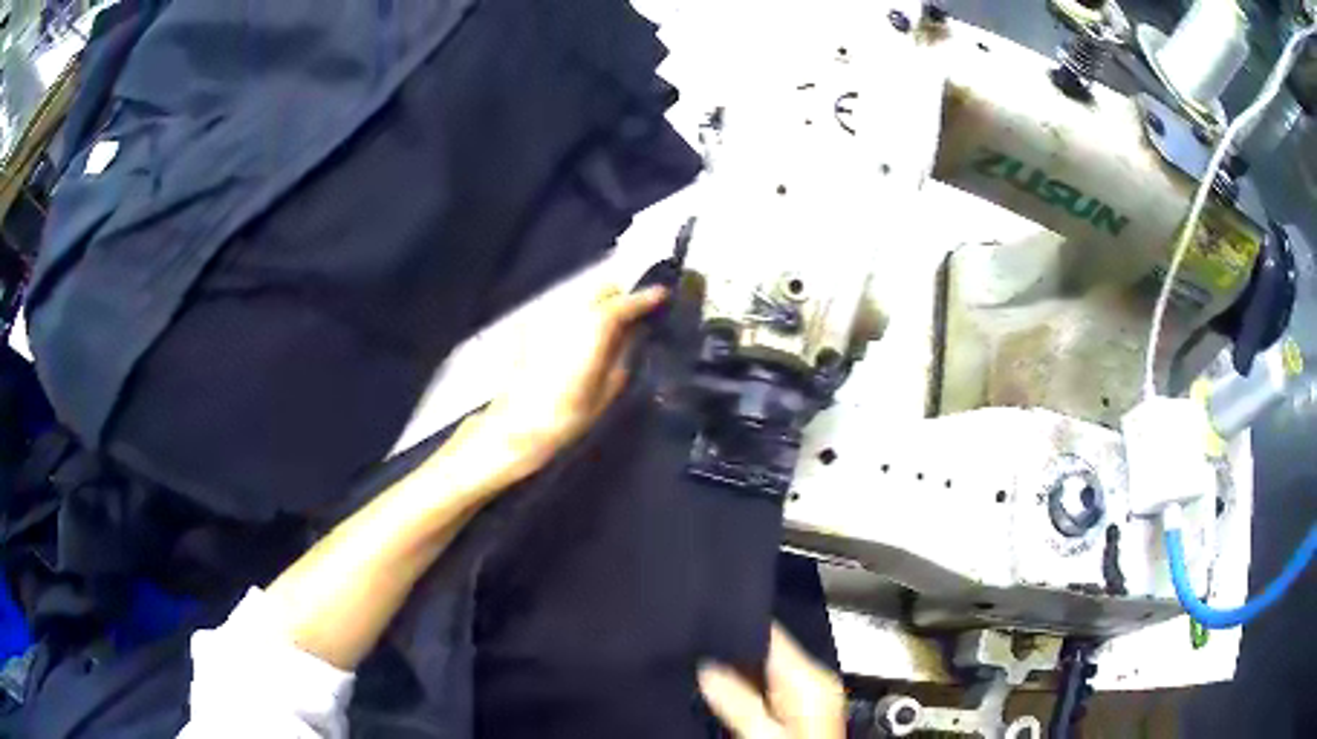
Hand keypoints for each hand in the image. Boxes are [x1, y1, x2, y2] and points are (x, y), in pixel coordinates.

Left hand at [439, 284, 667, 492]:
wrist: (517, 425)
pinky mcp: (532, 327)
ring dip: (598, 308)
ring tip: (608, 334)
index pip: (628, 301)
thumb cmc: (568, 414)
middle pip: (602, 289)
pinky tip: (579, 344)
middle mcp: (572, 311)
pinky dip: (577, 320)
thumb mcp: (609, 388)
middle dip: (620, 298)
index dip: (648, 297)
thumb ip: (625, 352)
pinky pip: (564, 314)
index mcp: (596, 324)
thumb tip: (636, 331)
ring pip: (582, 299)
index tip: (663, 296)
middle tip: (633, 319)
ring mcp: (550, 316)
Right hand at [699, 625, 844, 738]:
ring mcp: (806, 695)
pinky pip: (766, 686)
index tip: (707, 624)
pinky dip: (746, 686)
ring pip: (764, 669)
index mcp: (811, 679)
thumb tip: (707, 667)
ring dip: (737, 669)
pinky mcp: (796, 708)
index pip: (774, 635)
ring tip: (704, 666)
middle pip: (767, 651)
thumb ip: (737, 701)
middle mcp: (813, 681)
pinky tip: (725, 689)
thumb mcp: (762, 733)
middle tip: (697, 649)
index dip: (739, 627)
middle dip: (733, 651)